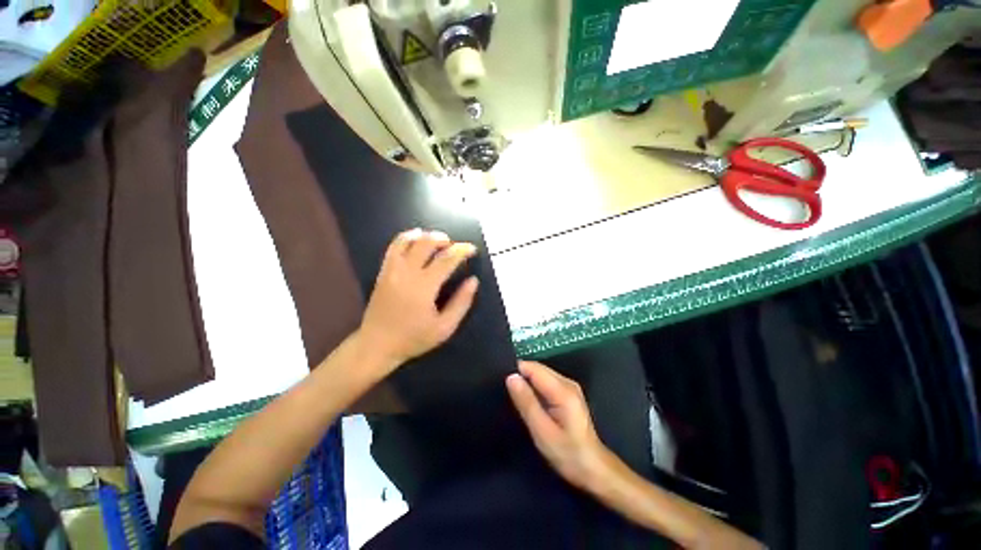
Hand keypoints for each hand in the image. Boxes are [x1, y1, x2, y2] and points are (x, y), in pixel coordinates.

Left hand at [359, 229, 478, 369]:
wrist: (377, 345)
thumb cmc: (413, 338)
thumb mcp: (444, 328)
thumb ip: (461, 303)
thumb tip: (473, 281)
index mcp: (424, 287)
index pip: (446, 259)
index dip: (462, 250)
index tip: (472, 249)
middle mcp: (407, 273)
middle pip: (426, 243)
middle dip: (444, 240)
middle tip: (455, 246)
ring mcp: (392, 270)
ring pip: (408, 241)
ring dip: (426, 236)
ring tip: (438, 240)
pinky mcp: (383, 272)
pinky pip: (394, 247)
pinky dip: (406, 237)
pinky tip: (415, 238)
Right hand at [506, 361, 609, 490]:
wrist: (594, 469)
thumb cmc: (568, 454)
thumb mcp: (542, 431)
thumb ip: (526, 402)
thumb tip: (511, 377)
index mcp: (562, 390)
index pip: (533, 368)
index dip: (516, 371)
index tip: (501, 383)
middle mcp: (567, 382)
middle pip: (538, 368)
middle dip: (521, 375)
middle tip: (506, 391)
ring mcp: (569, 387)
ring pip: (541, 374)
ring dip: (527, 382)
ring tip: (514, 396)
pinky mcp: (568, 393)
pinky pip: (546, 382)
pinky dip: (534, 387)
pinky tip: (528, 401)